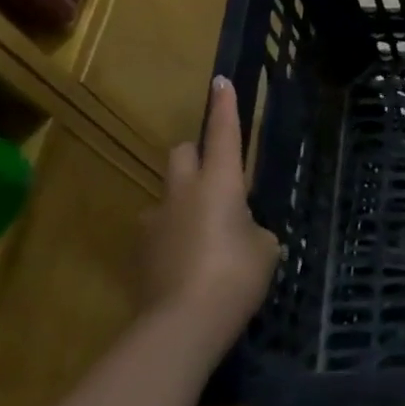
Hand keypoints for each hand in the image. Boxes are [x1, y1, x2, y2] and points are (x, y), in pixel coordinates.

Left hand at [143, 77, 281, 341]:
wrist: (182, 324)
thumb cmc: (236, 275)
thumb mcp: (265, 248)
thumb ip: (252, 229)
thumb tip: (239, 231)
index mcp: (220, 182)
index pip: (223, 132)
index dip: (224, 106)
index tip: (221, 81)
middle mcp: (183, 192)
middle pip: (182, 153)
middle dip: (196, 155)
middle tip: (215, 177)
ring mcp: (155, 221)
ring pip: (167, 193)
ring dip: (182, 201)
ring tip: (202, 232)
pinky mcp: (140, 251)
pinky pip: (158, 229)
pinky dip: (172, 235)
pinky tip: (187, 263)